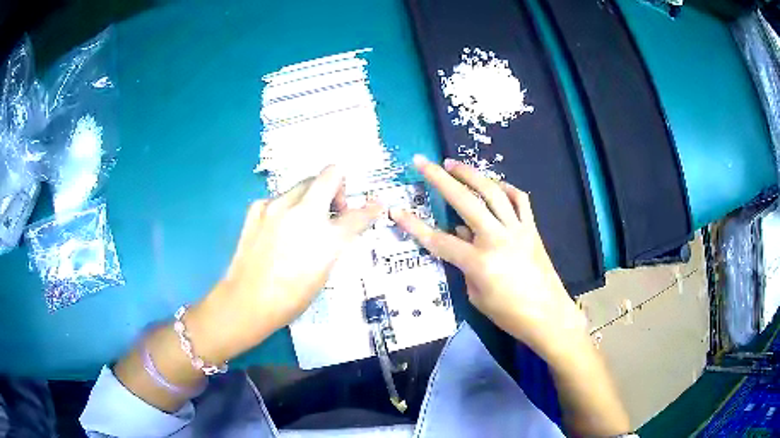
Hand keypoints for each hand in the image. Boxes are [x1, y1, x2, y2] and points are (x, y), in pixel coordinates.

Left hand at [190, 165, 382, 361]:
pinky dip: (286, 207)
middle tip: (334, 209)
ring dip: (311, 197)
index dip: (371, 209)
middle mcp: (303, 212)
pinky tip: (279, 228)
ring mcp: (277, 206)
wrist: (247, 301)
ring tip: (303, 223)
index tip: (375, 205)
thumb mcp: (323, 273)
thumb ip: (335, 244)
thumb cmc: (289, 298)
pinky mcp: (257, 208)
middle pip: (330, 173)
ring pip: (303, 184)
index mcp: (326, 237)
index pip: (358, 214)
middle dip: (338, 186)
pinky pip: (279, 198)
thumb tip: (341, 228)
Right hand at [390, 156, 586, 359]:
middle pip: (465, 201)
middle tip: (423, 162)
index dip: (414, 225)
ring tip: (454, 164)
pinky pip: (519, 199)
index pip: (439, 240)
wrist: (548, 315)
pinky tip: (494, 185)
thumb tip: (461, 236)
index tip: (397, 209)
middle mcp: (497, 238)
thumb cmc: (509, 314)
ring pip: (493, 192)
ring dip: (471, 174)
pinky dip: (505, 188)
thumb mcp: (477, 295)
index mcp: (479, 262)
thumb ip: (465, 264)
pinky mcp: (532, 228)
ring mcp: (517, 230)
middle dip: (440, 178)